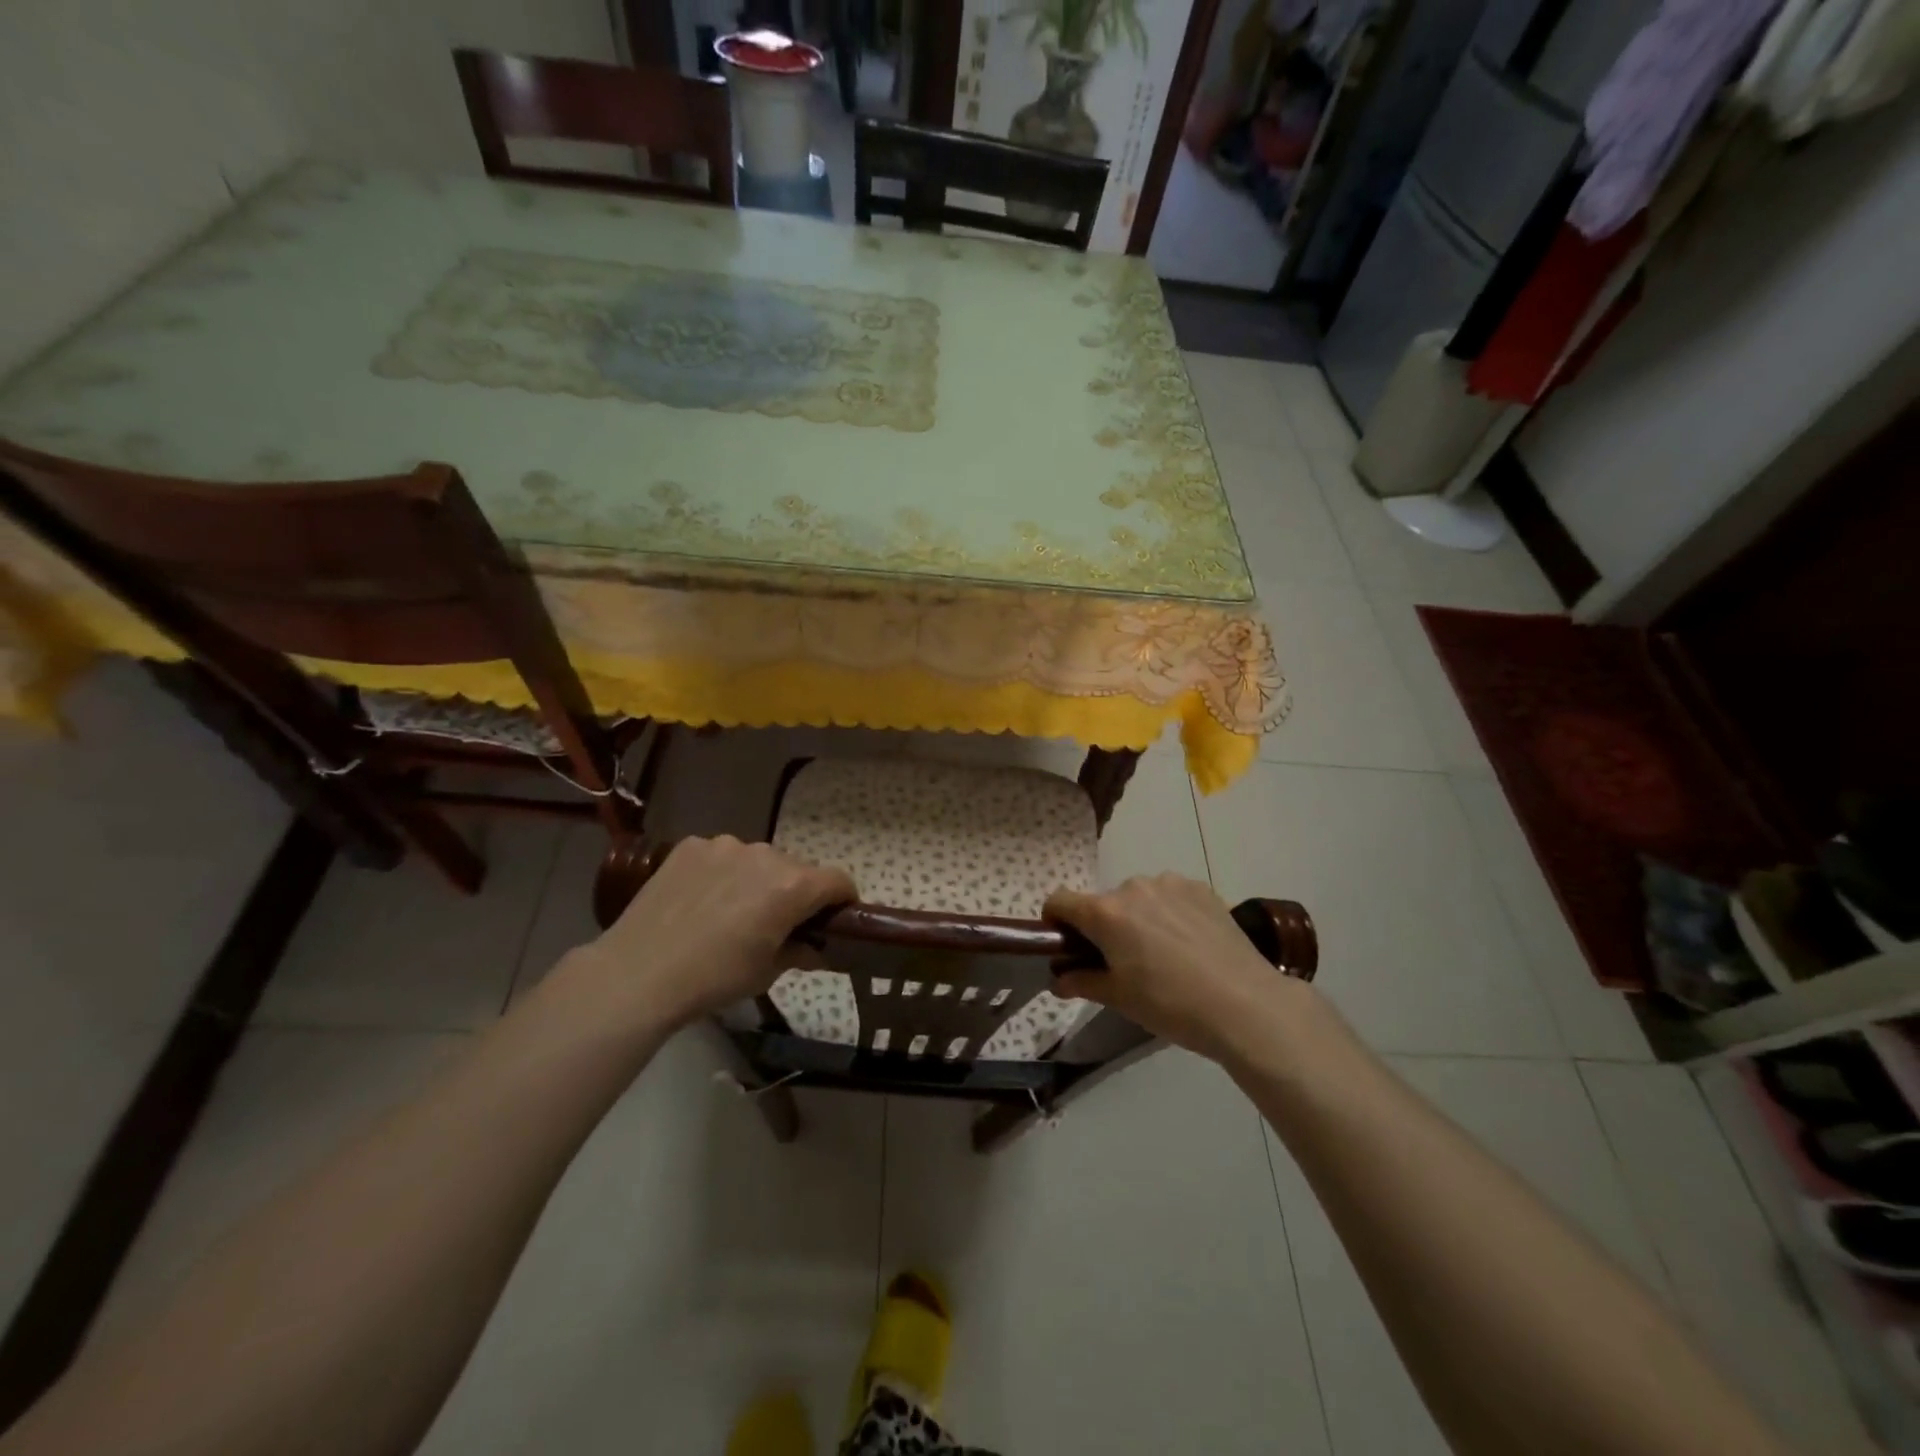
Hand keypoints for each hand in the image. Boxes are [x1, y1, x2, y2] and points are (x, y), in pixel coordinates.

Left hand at [582, 836, 854, 1032]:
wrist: (638, 973)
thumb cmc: (714, 978)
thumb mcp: (767, 973)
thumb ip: (801, 952)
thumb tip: (817, 949)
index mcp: (792, 886)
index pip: (839, 881)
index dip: (843, 901)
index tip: (834, 921)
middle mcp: (765, 855)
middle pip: (797, 869)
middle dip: (796, 893)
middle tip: (775, 925)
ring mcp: (725, 845)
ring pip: (758, 860)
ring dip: (757, 880)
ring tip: (730, 913)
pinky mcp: (691, 846)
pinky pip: (722, 856)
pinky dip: (722, 873)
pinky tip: (700, 901)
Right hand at [1046, 874, 1307, 1064]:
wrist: (1246, 1004)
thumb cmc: (1171, 1005)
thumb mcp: (1120, 999)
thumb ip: (1082, 981)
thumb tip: (1058, 978)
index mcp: (1106, 913)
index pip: (1059, 901)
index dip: (1056, 922)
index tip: (1068, 947)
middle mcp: (1133, 887)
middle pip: (1103, 903)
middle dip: (1104, 927)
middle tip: (1124, 963)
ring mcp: (1170, 883)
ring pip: (1139, 898)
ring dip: (1139, 918)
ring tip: (1165, 955)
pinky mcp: (1202, 888)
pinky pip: (1171, 896)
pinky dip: (1170, 914)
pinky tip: (1190, 945)